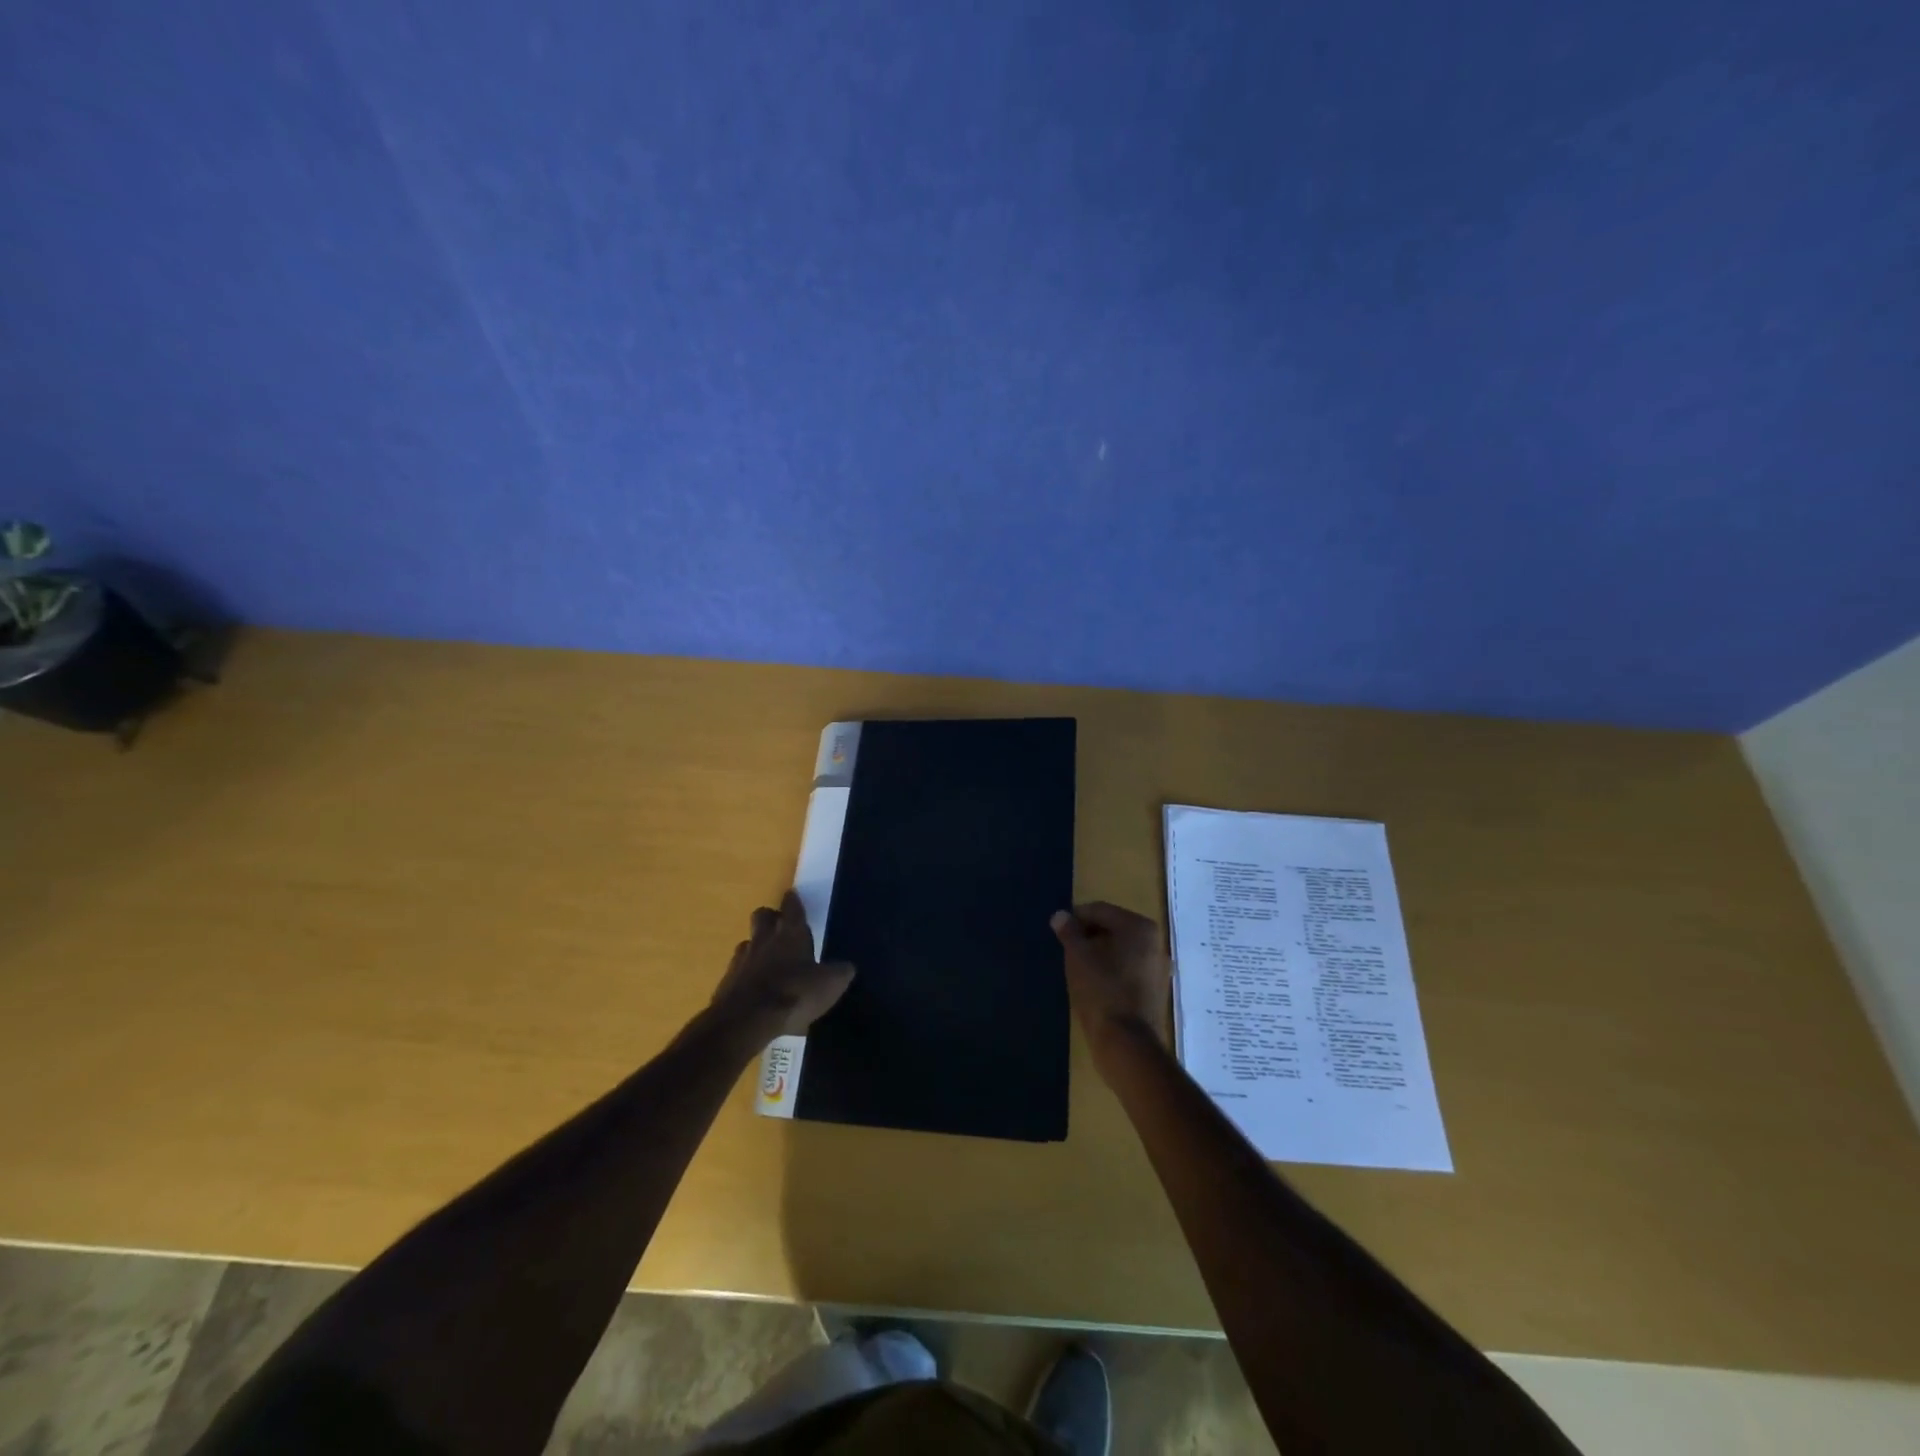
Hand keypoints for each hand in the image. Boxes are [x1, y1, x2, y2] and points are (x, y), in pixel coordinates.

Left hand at [711, 891, 854, 1038]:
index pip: (792, 907)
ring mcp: (741, 960)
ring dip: (757, 947)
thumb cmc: (794, 993)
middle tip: (780, 926)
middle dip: (770, 918)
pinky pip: (737, 971)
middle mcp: (764, 939)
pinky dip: (747, 976)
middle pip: (762, 916)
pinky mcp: (726, 983)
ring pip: (748, 943)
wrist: (746, 1021)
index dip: (793, 901)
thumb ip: (840, 972)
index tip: (793, 896)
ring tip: (768, 962)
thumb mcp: (830, 984)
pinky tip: (757, 990)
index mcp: (791, 933)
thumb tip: (846, 967)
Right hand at [1050, 901, 1172, 1073]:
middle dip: (1089, 935)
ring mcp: (1158, 968)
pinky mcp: (1156, 991)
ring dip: (1100, 953)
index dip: (1076, 918)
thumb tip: (1061, 916)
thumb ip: (1069, 932)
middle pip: (1114, 928)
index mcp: (1139, 927)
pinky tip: (1095, 984)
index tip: (1058, 932)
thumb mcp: (1077, 956)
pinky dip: (1112, 970)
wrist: (1127, 1044)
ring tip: (1078, 967)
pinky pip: (1129, 970)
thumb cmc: (1101, 991)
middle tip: (1066, 949)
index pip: (1100, 910)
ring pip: (1122, 950)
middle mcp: (1155, 942)